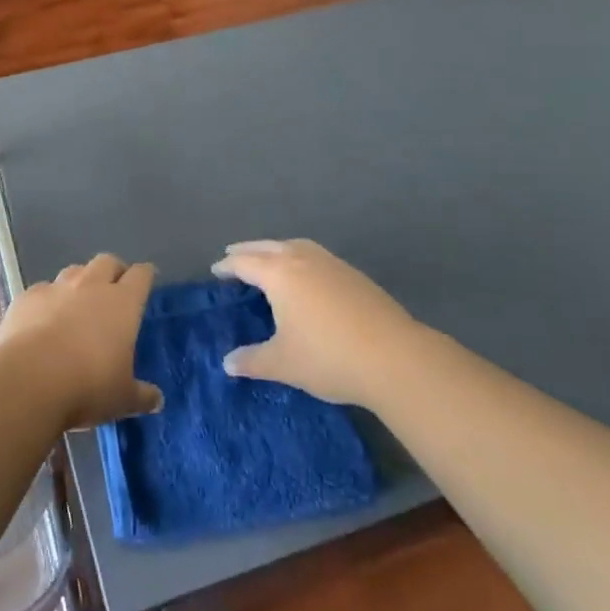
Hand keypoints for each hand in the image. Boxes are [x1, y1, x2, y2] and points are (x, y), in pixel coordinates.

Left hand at [0, 254, 163, 429]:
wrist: (30, 380)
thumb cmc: (88, 385)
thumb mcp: (122, 398)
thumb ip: (141, 395)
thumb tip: (157, 400)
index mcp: (123, 303)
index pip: (140, 275)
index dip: (145, 275)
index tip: (146, 279)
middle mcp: (91, 286)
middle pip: (107, 262)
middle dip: (113, 270)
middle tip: (114, 288)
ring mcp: (56, 288)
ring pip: (73, 271)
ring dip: (79, 282)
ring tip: (77, 302)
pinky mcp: (27, 297)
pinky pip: (41, 290)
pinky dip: (46, 301)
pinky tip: (42, 320)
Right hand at [214, 239, 415, 405]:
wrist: (394, 357)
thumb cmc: (328, 357)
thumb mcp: (283, 363)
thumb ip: (252, 361)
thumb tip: (227, 363)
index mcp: (279, 274)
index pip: (245, 262)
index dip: (227, 266)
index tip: (215, 270)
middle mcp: (302, 259)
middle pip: (268, 247)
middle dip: (248, 250)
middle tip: (233, 255)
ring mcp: (331, 264)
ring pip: (295, 246)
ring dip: (276, 249)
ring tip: (268, 260)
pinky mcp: (353, 274)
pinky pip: (315, 256)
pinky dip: (299, 258)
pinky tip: (305, 276)